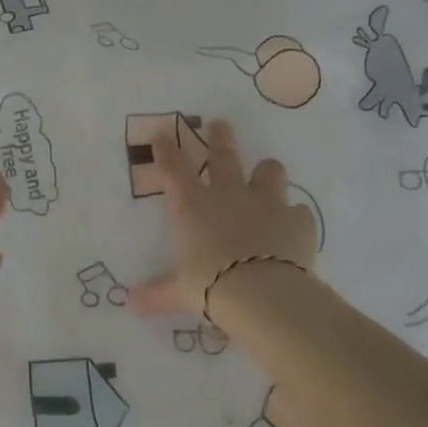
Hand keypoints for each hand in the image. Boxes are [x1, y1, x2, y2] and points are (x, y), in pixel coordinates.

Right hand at [128, 120, 316, 317]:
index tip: (162, 135)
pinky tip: (291, 226)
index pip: (174, 168)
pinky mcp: (297, 220)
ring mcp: (266, 203)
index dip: (166, 150)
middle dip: (220, 137)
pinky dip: (293, 217)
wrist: (263, 294)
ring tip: (265, 172)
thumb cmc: (210, 286)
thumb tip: (130, 303)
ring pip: (269, 171)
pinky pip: (297, 211)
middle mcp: (228, 194)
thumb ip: (157, 293)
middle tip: (220, 124)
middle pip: (223, 155)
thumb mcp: (179, 292)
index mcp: (193, 206)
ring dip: (265, 171)